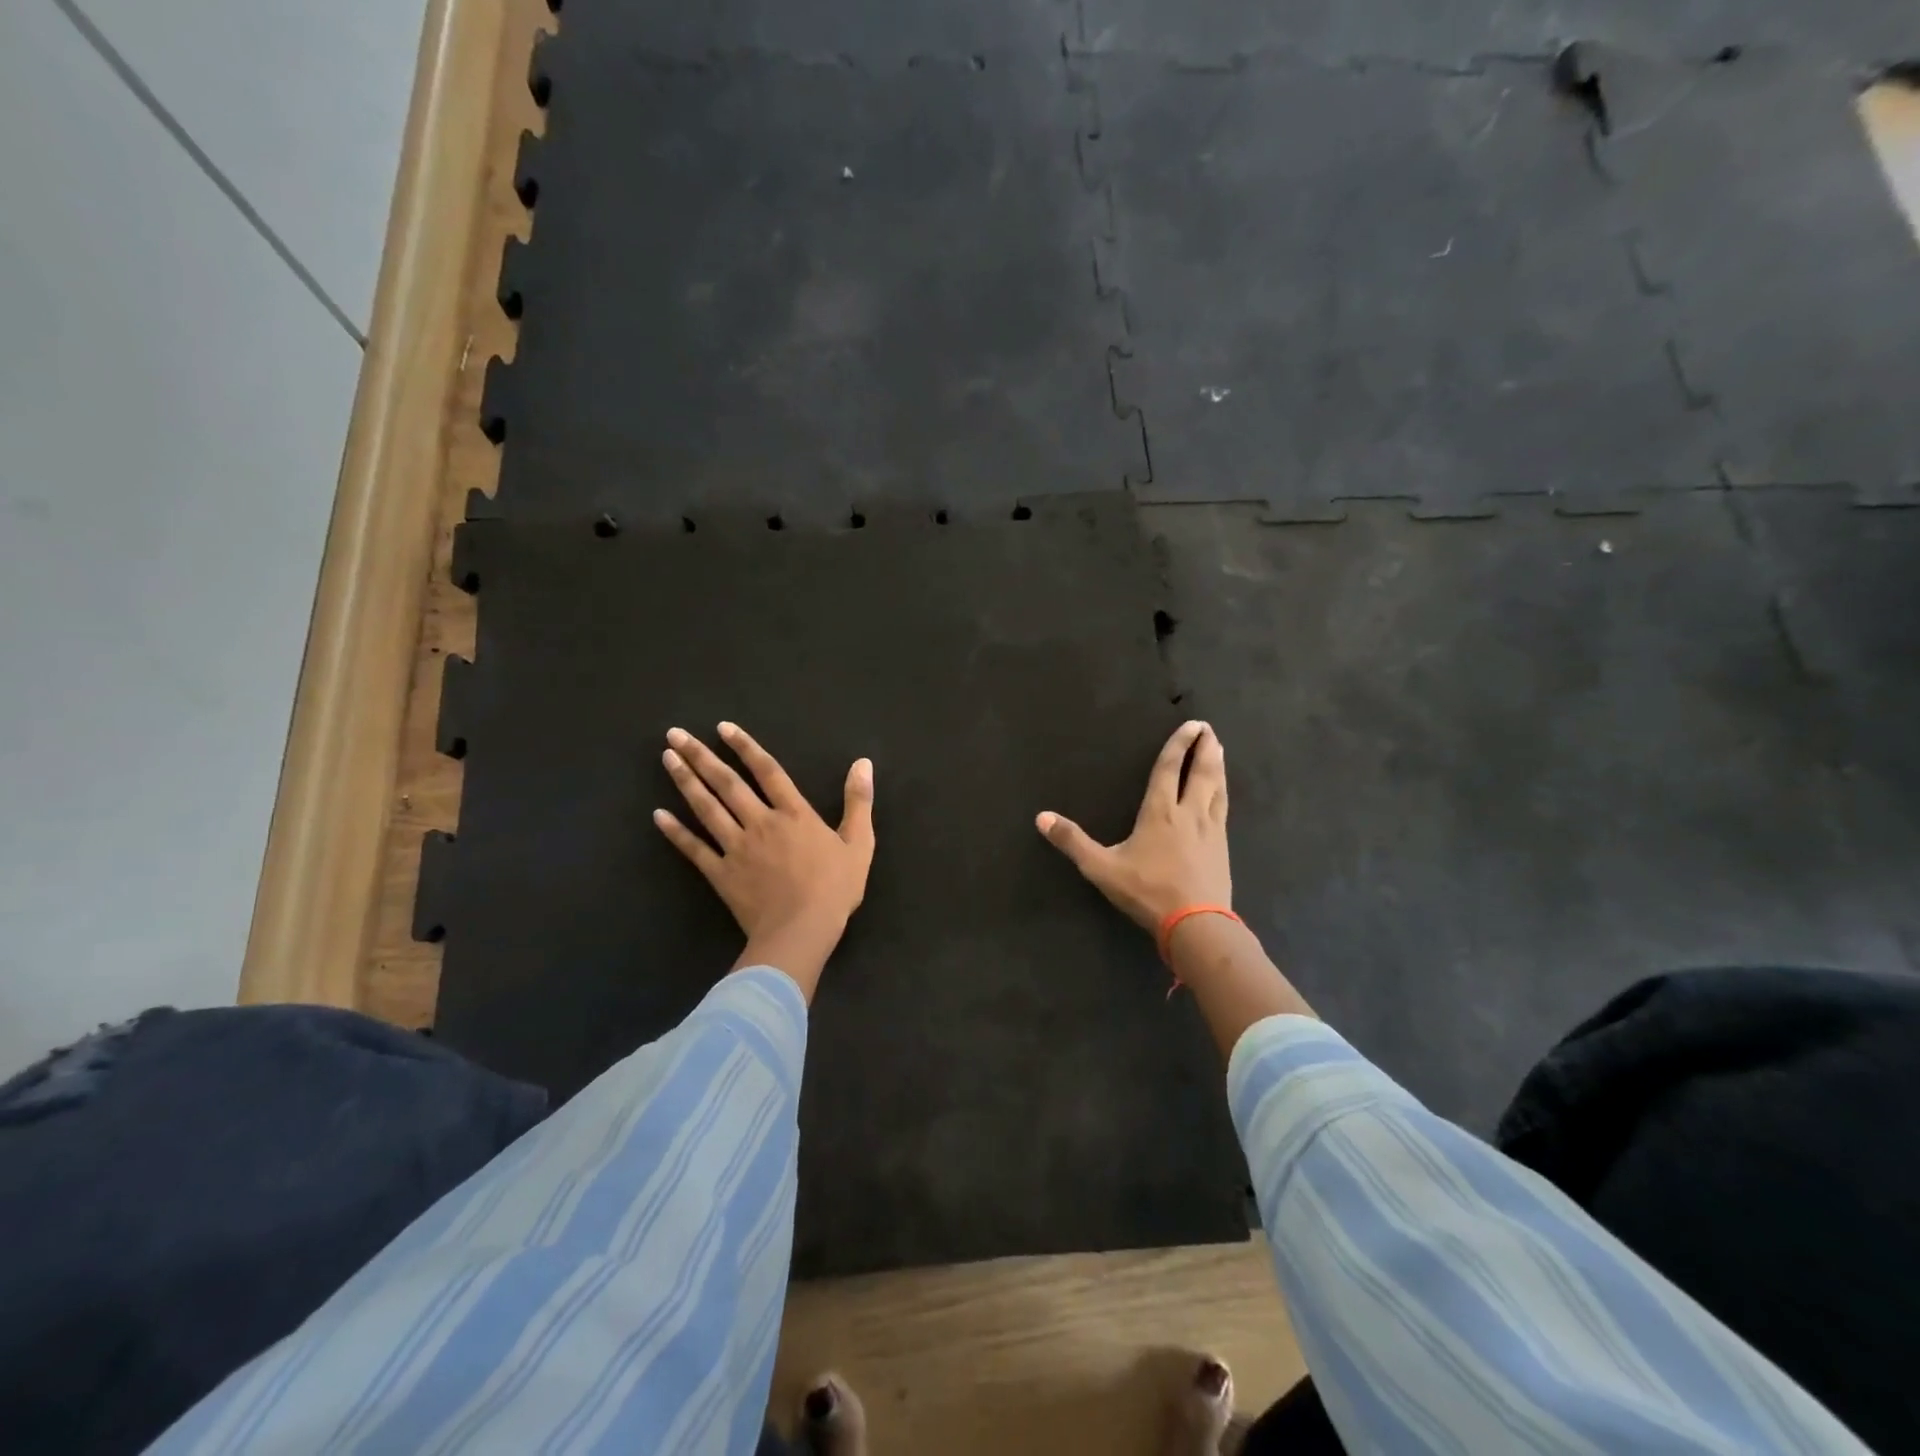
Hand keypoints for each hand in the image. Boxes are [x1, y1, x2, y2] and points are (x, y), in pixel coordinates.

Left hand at [654, 723, 874, 997]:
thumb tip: (863, 763)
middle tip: (675, 734)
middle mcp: (760, 822)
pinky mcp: (720, 874)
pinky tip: (658, 815)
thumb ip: (859, 801)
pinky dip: (676, 832)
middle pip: (727, 783)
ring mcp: (736, 847)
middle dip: (701, 756)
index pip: (767, 771)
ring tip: (667, 758)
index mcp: (794, 814)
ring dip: (685, 781)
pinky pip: (694, 849)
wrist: (802, 931)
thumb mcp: (860, 843)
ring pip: (706, 808)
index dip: (745, 747)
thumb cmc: (835, 888)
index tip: (722, 727)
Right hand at [1036, 720, 1230, 931]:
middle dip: (1205, 749)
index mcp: (1160, 812)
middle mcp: (1189, 813)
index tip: (1191, 725)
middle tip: (1209, 729)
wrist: (1196, 924)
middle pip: (1201, 773)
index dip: (1178, 745)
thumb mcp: (1101, 868)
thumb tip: (1041, 817)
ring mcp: (1210, 830)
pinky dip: (1223, 792)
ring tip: (1219, 751)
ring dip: (1218, 767)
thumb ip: (1073, 842)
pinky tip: (1222, 795)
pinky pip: (1224, 809)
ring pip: (1217, 789)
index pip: (1169, 769)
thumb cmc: (1147, 892)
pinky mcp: (1222, 847)